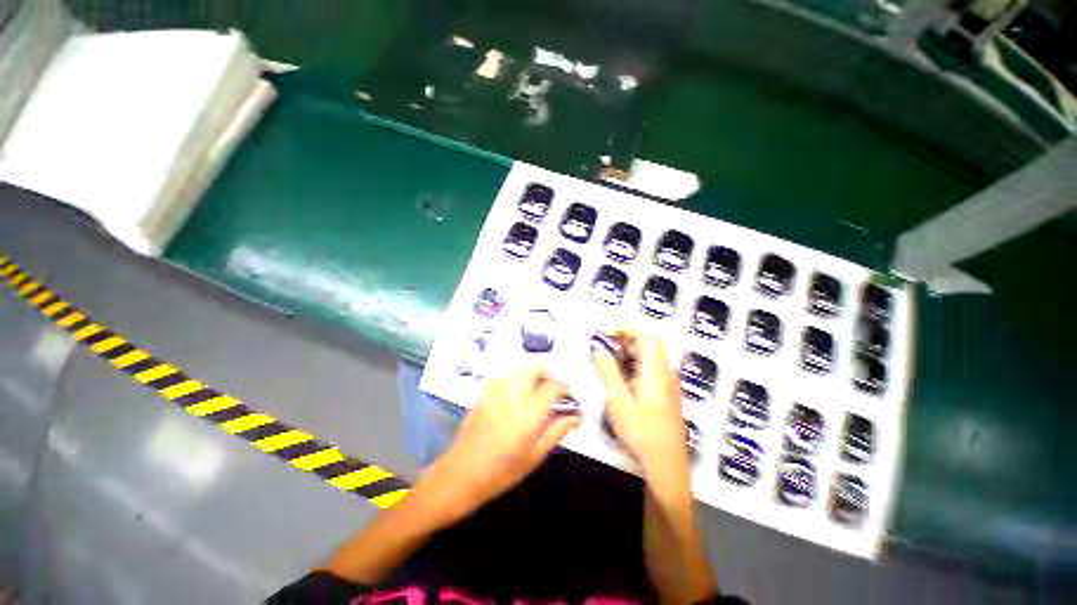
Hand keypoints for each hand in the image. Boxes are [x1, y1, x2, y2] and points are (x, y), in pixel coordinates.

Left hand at [420, 365, 577, 522]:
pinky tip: (516, 396)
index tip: (567, 397)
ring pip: (520, 368)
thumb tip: (573, 416)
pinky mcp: (484, 392)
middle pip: (535, 367)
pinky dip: (516, 379)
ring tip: (535, 392)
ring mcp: (496, 390)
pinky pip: (506, 376)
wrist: (460, 473)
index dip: (564, 388)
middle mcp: (513, 394)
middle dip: (547, 374)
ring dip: (532, 375)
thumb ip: (556, 431)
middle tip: (551, 391)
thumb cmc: (502, 471)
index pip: (553, 386)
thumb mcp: (535, 456)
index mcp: (529, 412)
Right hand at [592, 328, 687, 484]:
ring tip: (605, 356)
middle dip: (623, 337)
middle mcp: (664, 373)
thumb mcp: (619, 401)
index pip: (646, 335)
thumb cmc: (643, 434)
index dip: (626, 327)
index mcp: (656, 372)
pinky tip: (617, 373)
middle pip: (646, 343)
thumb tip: (598, 349)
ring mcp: (664, 383)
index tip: (606, 329)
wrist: (666, 464)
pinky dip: (630, 363)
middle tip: (602, 342)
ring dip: (626, 350)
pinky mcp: (661, 393)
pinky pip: (646, 368)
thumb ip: (608, 371)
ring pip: (646, 356)